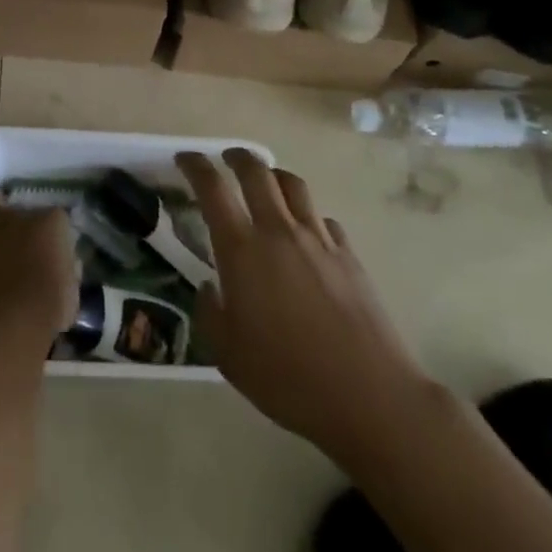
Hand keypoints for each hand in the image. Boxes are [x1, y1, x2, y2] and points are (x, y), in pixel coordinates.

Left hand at [0, 195, 78, 342]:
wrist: (5, 323)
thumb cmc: (46, 310)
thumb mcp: (70, 295)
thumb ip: (67, 274)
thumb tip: (65, 269)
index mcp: (53, 225)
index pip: (57, 218)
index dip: (54, 235)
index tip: (53, 251)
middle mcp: (20, 216)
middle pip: (19, 206)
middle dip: (19, 220)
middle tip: (19, 241)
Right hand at [178, 150, 431, 465]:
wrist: (367, 394)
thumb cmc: (287, 377)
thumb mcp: (228, 355)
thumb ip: (210, 313)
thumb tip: (209, 288)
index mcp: (242, 250)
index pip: (212, 189)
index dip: (195, 166)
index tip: (184, 158)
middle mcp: (278, 231)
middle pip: (256, 172)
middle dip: (237, 157)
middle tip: (226, 159)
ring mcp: (318, 238)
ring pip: (293, 185)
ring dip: (274, 176)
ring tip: (266, 183)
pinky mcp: (348, 254)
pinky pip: (323, 219)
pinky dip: (308, 216)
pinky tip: (307, 233)